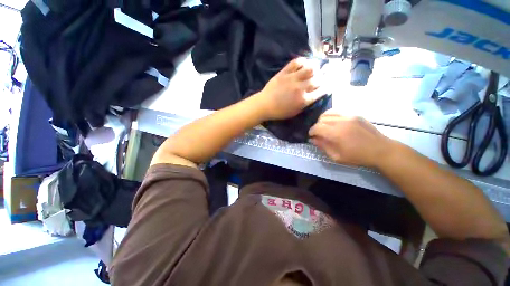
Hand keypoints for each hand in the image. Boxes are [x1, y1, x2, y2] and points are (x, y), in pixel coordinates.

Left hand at [255, 57, 322, 120]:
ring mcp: (292, 78)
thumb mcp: (294, 112)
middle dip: (323, 77)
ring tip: (317, 67)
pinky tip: (305, 62)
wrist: (264, 105)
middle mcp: (300, 88)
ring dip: (315, 67)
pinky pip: (296, 62)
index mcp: (303, 100)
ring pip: (309, 69)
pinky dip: (302, 60)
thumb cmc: (279, 112)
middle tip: (325, 74)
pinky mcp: (284, 72)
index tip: (329, 85)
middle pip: (317, 80)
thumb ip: (305, 104)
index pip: (320, 92)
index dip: (326, 88)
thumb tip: (313, 95)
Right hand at [309, 113, 395, 167]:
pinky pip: (337, 111)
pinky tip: (333, 123)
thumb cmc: (357, 156)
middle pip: (321, 119)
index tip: (311, 136)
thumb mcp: (336, 157)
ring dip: (323, 120)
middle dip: (316, 126)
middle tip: (319, 133)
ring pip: (328, 113)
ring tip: (325, 127)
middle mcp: (341, 121)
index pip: (317, 127)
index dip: (311, 131)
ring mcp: (349, 116)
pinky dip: (331, 116)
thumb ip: (322, 146)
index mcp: (336, 134)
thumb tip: (313, 139)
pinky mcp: (355, 114)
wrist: (380, 150)